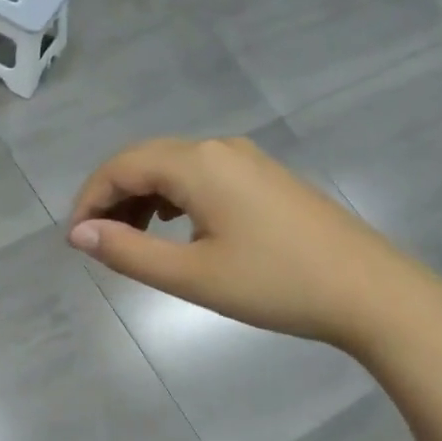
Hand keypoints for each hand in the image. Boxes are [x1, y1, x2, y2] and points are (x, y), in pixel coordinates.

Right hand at [66, 136, 441, 354]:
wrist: (367, 291)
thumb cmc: (274, 284)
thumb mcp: (191, 275)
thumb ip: (129, 252)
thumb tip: (79, 234)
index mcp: (198, 164)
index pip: (122, 166)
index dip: (89, 200)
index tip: (74, 241)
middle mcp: (220, 148)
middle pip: (147, 161)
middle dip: (113, 198)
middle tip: (97, 244)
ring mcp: (248, 160)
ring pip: (176, 169)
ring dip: (143, 199)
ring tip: (131, 241)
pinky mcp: (266, 179)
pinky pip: (203, 177)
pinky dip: (175, 199)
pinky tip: (176, 229)